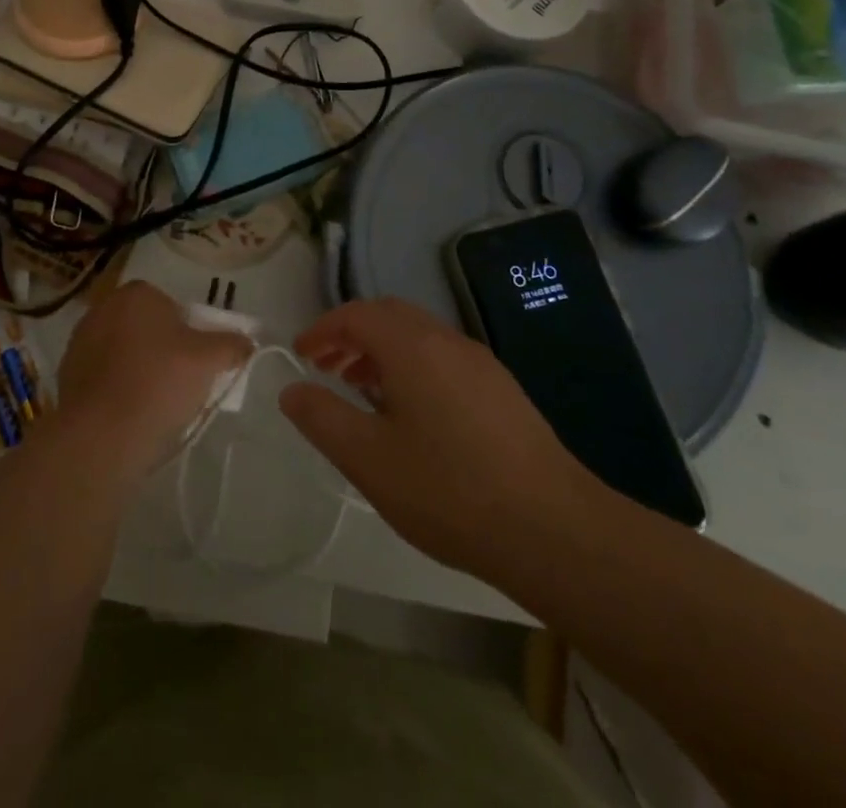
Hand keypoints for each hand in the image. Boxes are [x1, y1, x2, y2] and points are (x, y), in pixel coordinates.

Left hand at [54, 282, 252, 480]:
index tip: (195, 362)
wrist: (102, 434)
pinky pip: (103, 375)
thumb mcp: (209, 361)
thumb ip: (232, 345)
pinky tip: (128, 413)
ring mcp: (80, 340)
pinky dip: (116, 387)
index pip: (170, 305)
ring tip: (154, 403)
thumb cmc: (159, 382)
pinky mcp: (67, 372)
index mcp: (137, 293)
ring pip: (122, 350)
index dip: (187, 332)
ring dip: (137, 368)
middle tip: (179, 383)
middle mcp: (103, 307)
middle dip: (161, 348)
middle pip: (145, 326)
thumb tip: (248, 341)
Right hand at [278, 298, 604, 581]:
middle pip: (389, 315)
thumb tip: (292, 389)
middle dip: (351, 334)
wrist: (554, 531)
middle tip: (327, 369)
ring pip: (419, 336)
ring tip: (363, 391)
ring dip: (382, 351)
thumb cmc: (449, 490)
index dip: (322, 329)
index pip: (356, 314)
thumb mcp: (368, 460)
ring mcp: (480, 363)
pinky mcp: (503, 390)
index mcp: (411, 346)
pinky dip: (413, 366)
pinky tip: (413, 415)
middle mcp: (447, 340)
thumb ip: (322, 417)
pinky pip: (444, 358)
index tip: (301, 355)